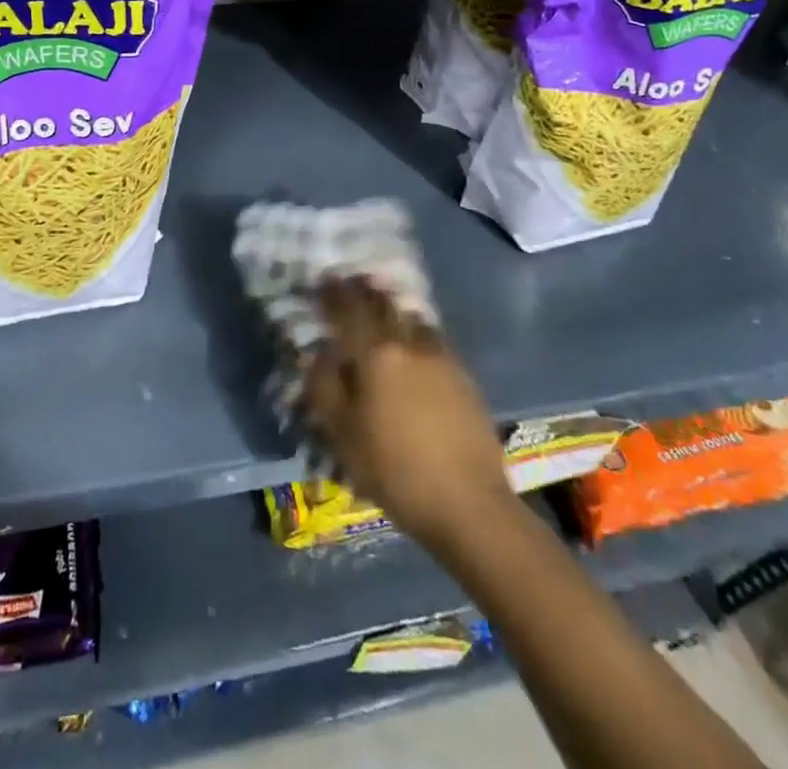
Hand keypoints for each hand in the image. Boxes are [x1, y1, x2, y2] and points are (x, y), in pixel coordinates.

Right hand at [303, 280, 512, 551]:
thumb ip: (324, 388)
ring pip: (413, 319)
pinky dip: (417, 333)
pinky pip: (433, 340)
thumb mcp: (343, 436)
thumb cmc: (396, 472)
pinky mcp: (464, 377)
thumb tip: (317, 356)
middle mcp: (409, 344)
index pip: (348, 309)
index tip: (321, 281)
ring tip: (383, 311)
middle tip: (351, 285)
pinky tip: (415, 347)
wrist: (470, 505)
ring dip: (394, 310)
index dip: (332, 293)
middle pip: (384, 305)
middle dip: (365, 292)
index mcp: (376, 354)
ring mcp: (442, 358)